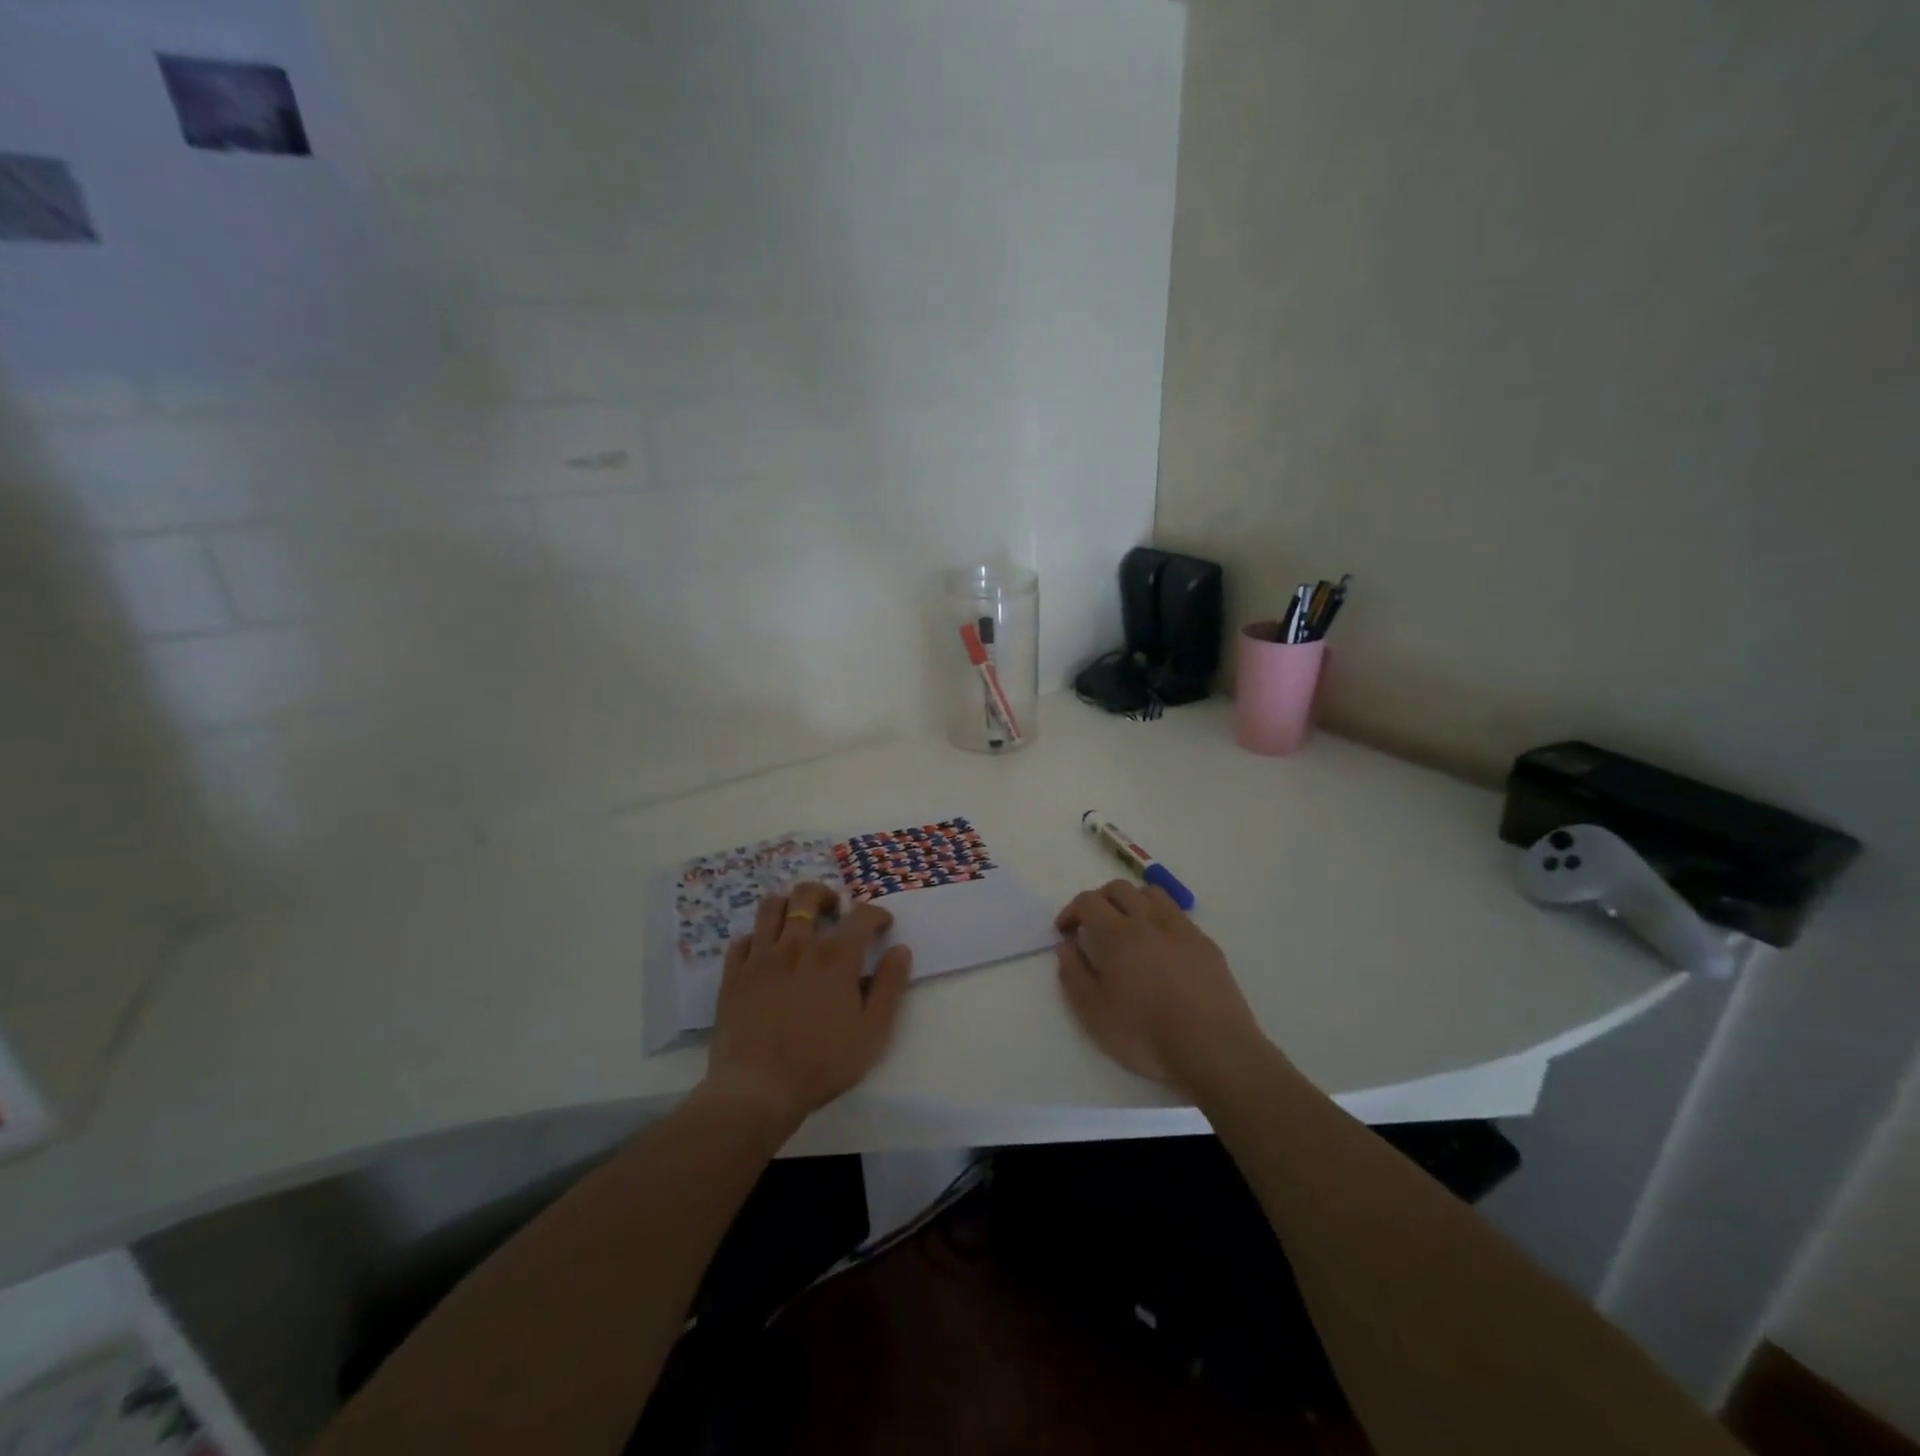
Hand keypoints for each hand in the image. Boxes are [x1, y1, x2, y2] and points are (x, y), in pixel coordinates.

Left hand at [702, 882, 912, 1131]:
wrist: (757, 1090)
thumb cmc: (821, 1064)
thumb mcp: (872, 1032)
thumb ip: (889, 987)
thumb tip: (900, 950)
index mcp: (835, 958)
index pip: (860, 915)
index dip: (875, 913)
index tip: (882, 924)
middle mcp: (798, 946)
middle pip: (808, 895)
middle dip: (825, 895)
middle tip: (833, 911)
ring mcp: (761, 957)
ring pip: (771, 907)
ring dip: (789, 905)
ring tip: (797, 922)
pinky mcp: (733, 974)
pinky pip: (743, 939)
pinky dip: (757, 939)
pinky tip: (765, 953)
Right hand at [1056, 879, 1267, 1097]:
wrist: (1214, 1049)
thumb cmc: (1147, 1035)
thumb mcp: (1095, 1014)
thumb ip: (1074, 975)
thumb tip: (1066, 946)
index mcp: (1117, 935)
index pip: (1088, 901)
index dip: (1072, 910)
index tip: (1065, 930)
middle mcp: (1148, 921)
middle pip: (1119, 888)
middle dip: (1099, 900)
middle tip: (1092, 925)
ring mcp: (1181, 929)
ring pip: (1151, 894)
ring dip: (1131, 900)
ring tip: (1127, 926)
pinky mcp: (1205, 943)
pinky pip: (1177, 914)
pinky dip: (1159, 917)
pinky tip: (1160, 946)